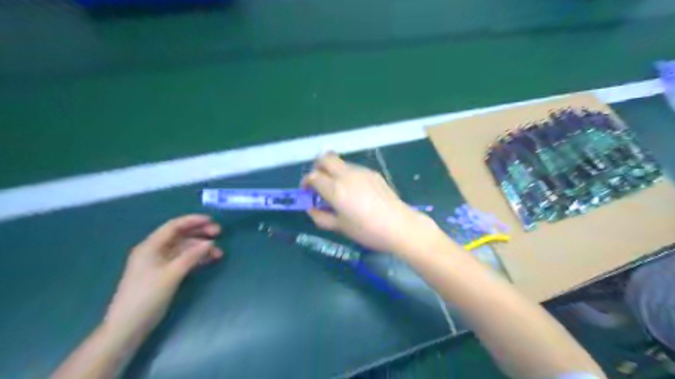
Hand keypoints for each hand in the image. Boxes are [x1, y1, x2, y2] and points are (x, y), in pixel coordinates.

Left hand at [104, 214, 223, 335]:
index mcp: (150, 246)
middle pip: (180, 236)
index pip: (174, 226)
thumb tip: (210, 242)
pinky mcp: (164, 274)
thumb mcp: (172, 273)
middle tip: (220, 233)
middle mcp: (154, 251)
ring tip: (219, 252)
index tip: (212, 220)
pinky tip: (209, 260)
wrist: (128, 326)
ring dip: (201, 248)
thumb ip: (192, 256)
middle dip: (200, 233)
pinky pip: (183, 260)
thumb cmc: (147, 296)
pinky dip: (196, 258)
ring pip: (184, 249)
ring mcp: (159, 263)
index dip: (193, 221)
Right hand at [301, 152, 437, 254]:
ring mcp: (361, 171)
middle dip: (317, 167)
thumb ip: (320, 216)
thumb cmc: (366, 230)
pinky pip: (353, 168)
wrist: (399, 225)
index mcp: (336, 189)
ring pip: (340, 162)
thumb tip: (311, 208)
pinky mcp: (373, 173)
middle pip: (325, 158)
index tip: (307, 192)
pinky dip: (346, 175)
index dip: (306, 182)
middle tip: (319, 182)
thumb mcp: (340, 227)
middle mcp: (346, 175)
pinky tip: (355, 192)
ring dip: (333, 171)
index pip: (313, 176)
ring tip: (338, 190)